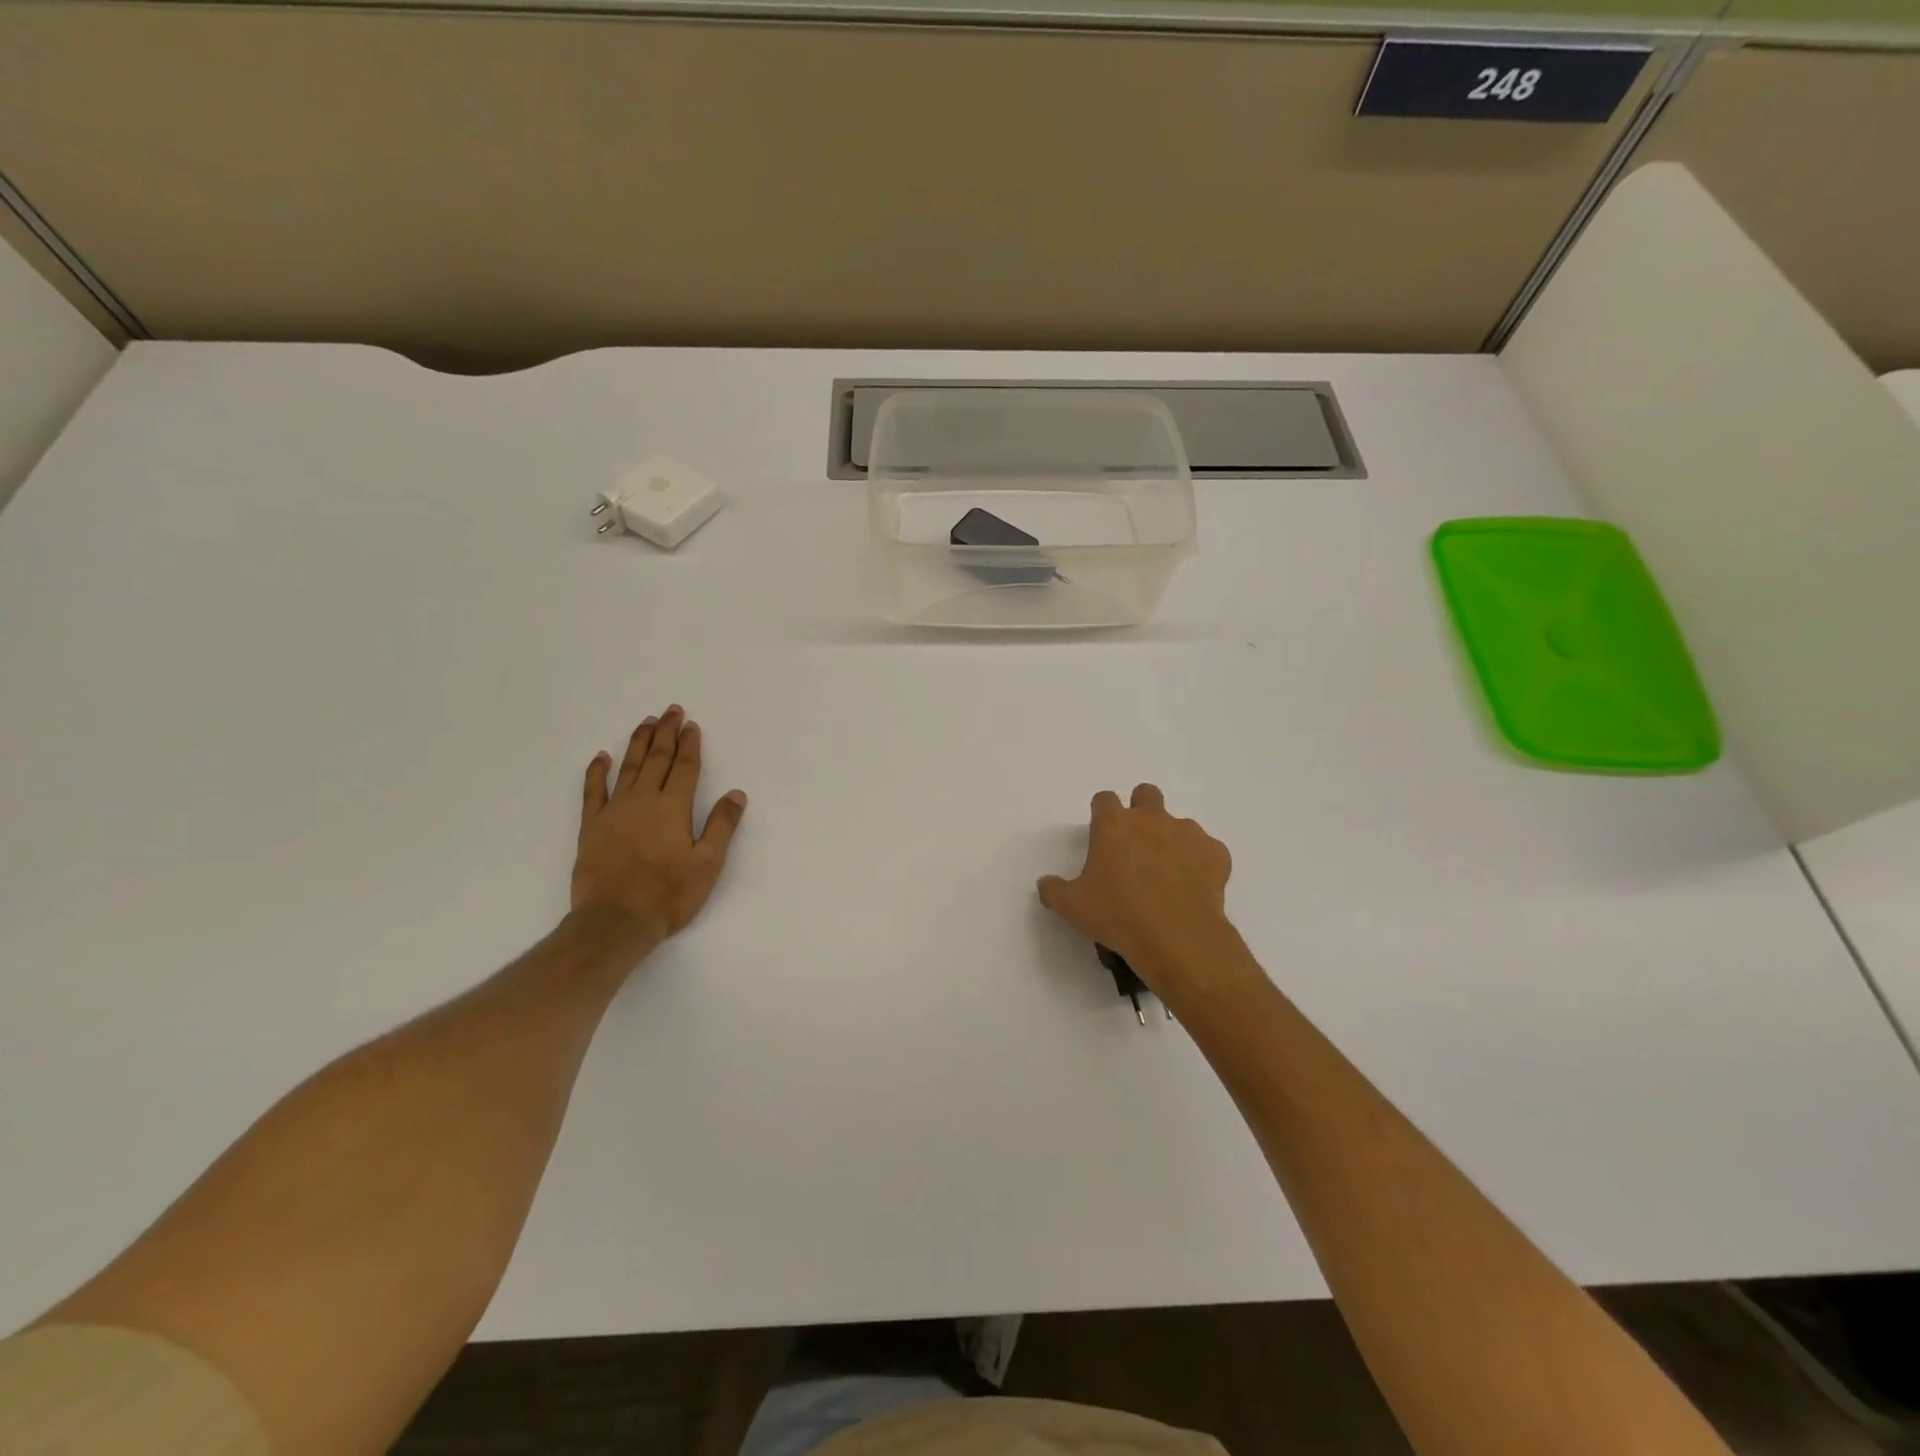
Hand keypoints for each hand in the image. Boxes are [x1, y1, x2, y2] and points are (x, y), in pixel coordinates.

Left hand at [572, 706, 747, 943]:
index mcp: (673, 808)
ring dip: (638, 743)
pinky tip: (601, 757)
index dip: (690, 745)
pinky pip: (593, 791)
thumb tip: (737, 794)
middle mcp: (643, 801)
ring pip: (628, 768)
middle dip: (666, 734)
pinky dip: (597, 772)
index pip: (685, 768)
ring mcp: (614, 811)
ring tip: (646, 722)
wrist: (615, 921)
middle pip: (657, 759)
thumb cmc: (668, 894)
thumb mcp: (708, 864)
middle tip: (671, 710)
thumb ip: (721, 826)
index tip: (692, 725)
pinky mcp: (592, 827)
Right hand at [1038, 784, 1236, 998]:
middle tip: (1136, 844)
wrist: (1177, 938)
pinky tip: (1193, 889)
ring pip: (1178, 824)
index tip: (1101, 835)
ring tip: (1167, 877)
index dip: (1101, 813)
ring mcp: (1188, 833)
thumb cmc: (1118, 916)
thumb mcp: (1072, 907)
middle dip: (1141, 810)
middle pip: (1146, 794)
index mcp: (1113, 825)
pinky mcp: (1216, 853)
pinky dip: (1200, 864)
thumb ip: (1054, 890)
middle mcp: (1151, 819)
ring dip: (1171, 841)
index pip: (1103, 799)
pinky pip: (1207, 850)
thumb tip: (1046, 884)